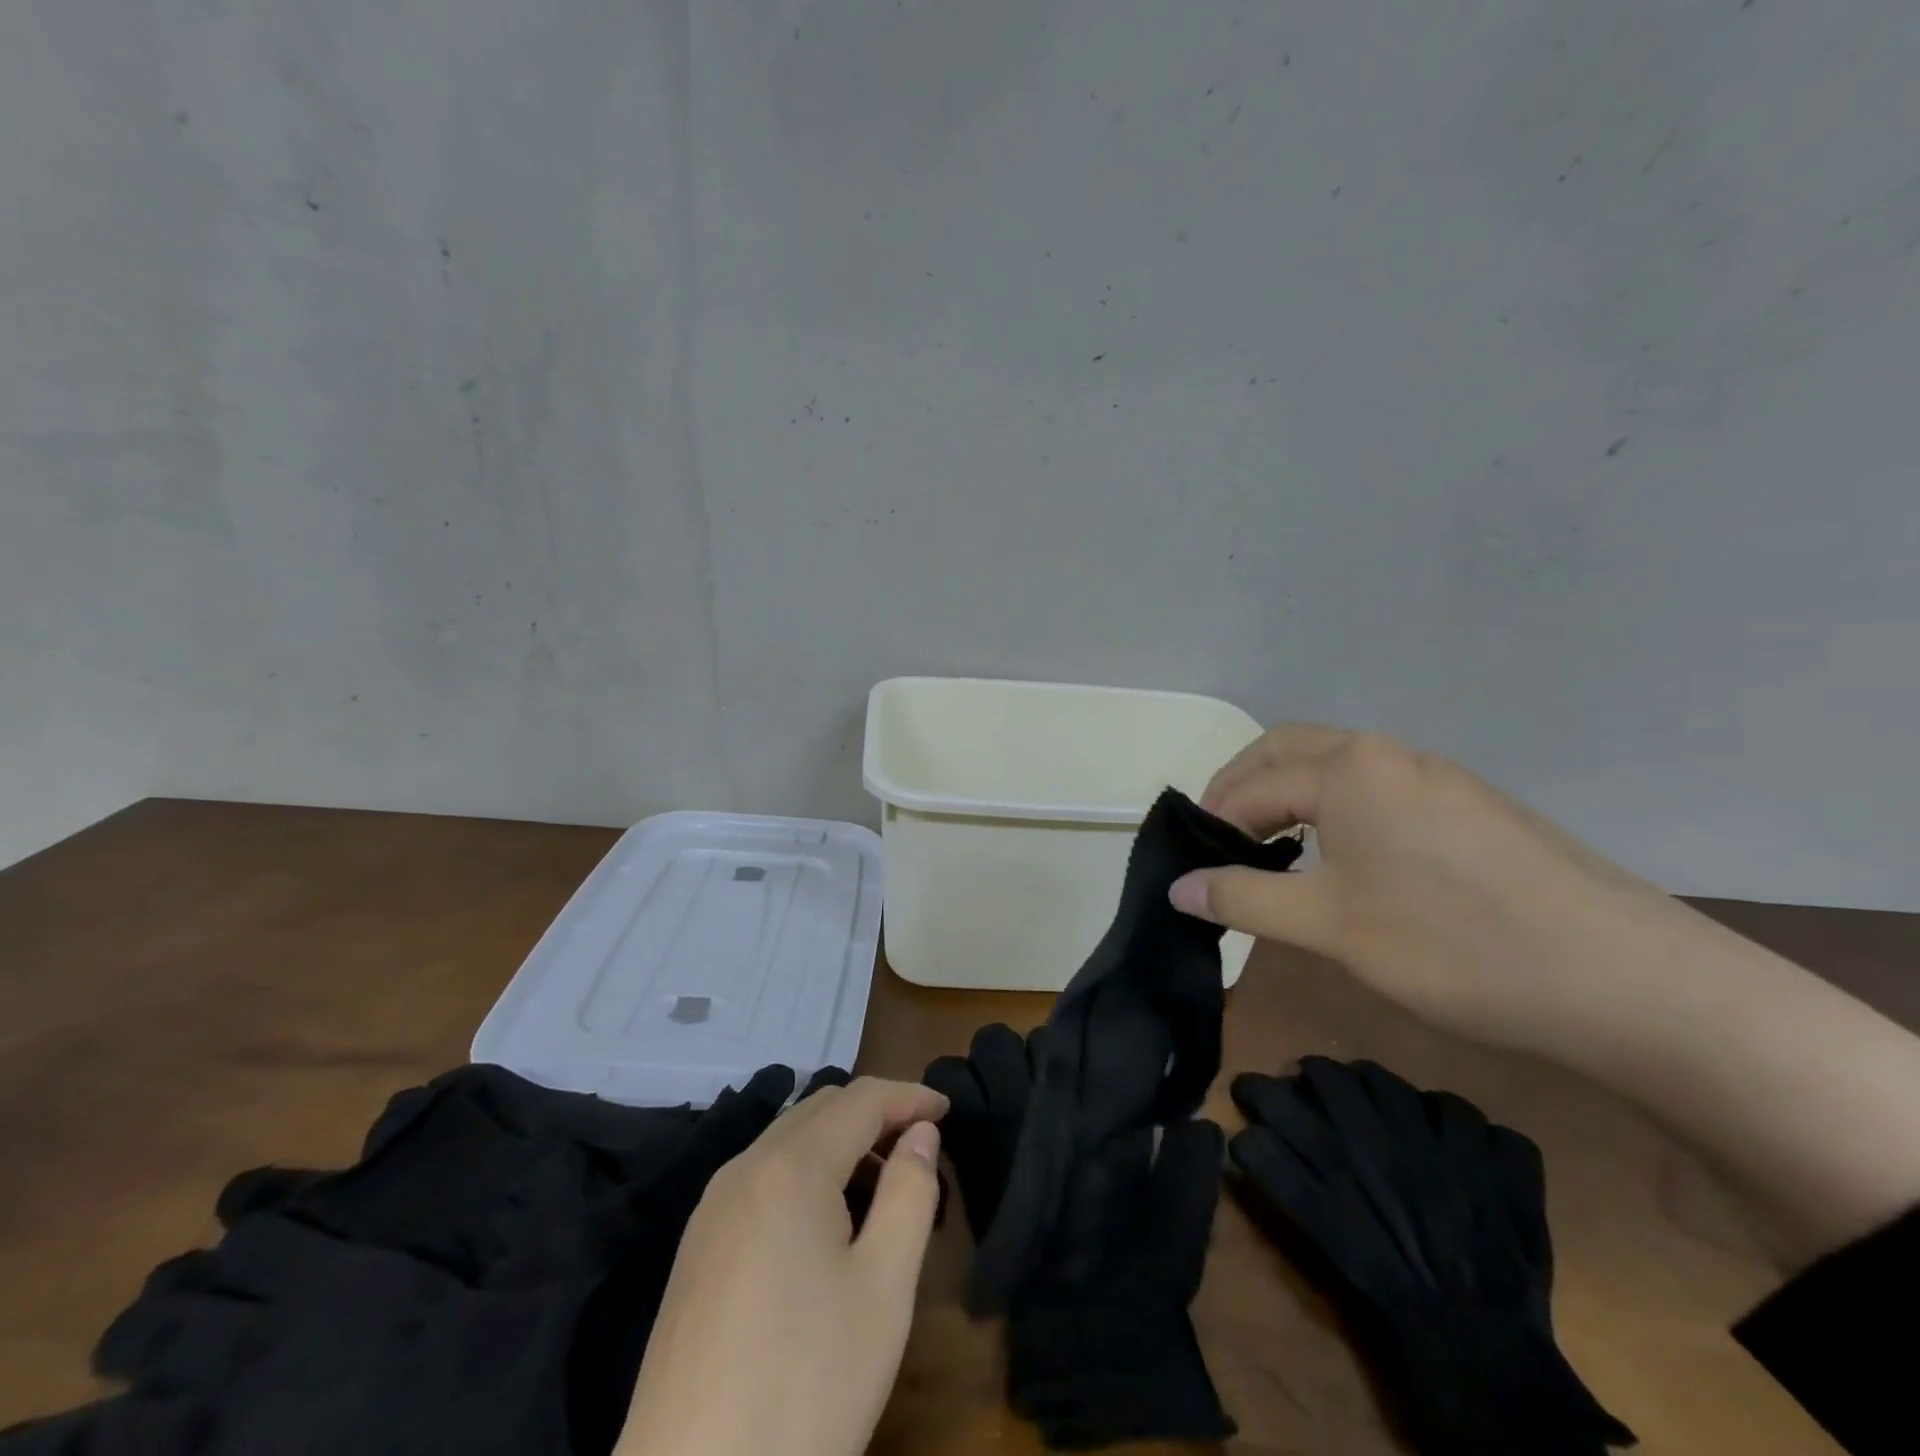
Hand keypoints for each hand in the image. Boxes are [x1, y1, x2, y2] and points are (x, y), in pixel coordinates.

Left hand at [615, 1078, 947, 1455]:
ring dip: (840, 1145)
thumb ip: (910, 1193)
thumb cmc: (806, 1386)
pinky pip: (761, 1179)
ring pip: (787, 1141)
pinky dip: (805, 1174)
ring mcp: (711, 1209)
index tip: (947, 1110)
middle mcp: (743, 1169)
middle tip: (919, 1147)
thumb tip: (920, 1134)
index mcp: (790, 1168)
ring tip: (881, 1189)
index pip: (859, 1099)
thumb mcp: (884, 1288)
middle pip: (819, 1110)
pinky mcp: (696, 1248)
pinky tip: (826, 1226)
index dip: (908, 1096)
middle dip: (874, 1115)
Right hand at [1168, 724, 1670, 1056]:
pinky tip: (1346, 862)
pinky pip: (1379, 791)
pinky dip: (1337, 810)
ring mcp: (1439, 777)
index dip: (1212, 825)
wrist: (1631, 983)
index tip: (1192, 869)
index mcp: (1348, 769)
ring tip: (1274, 852)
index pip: (1251, 786)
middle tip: (1221, 842)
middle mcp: (1390, 754)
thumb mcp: (1330, 926)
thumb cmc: (1454, 946)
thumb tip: (1178, 887)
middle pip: (1289, 750)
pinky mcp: (1473, 808)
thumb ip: (1245, 898)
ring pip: (1338, 767)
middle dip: (1243, 788)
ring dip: (1291, 796)